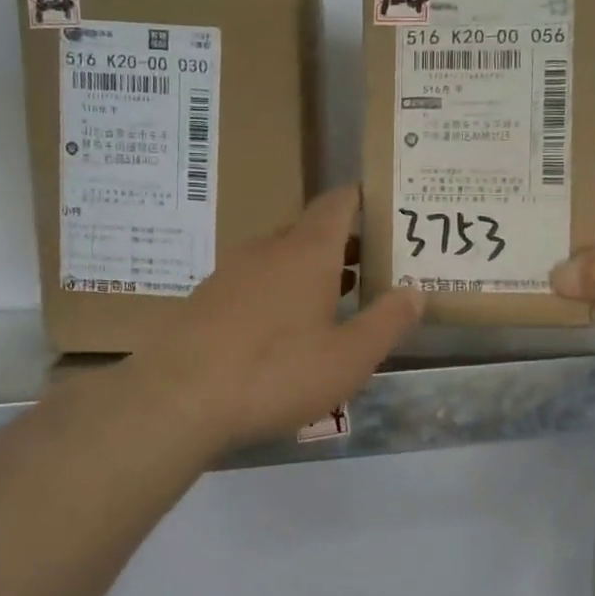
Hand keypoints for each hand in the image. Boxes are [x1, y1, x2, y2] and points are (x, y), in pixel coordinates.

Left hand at [131, 186, 423, 451]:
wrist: (177, 397)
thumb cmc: (276, 372)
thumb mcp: (348, 358)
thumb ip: (387, 322)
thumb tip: (417, 290)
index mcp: (307, 252)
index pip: (338, 202)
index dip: (363, 198)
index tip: (387, 205)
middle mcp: (268, 249)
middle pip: (310, 230)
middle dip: (343, 242)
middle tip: (374, 263)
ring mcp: (232, 272)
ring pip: (280, 257)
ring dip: (311, 269)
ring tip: (340, 296)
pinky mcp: (207, 299)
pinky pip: (255, 281)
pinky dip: (280, 290)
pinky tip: (286, 328)